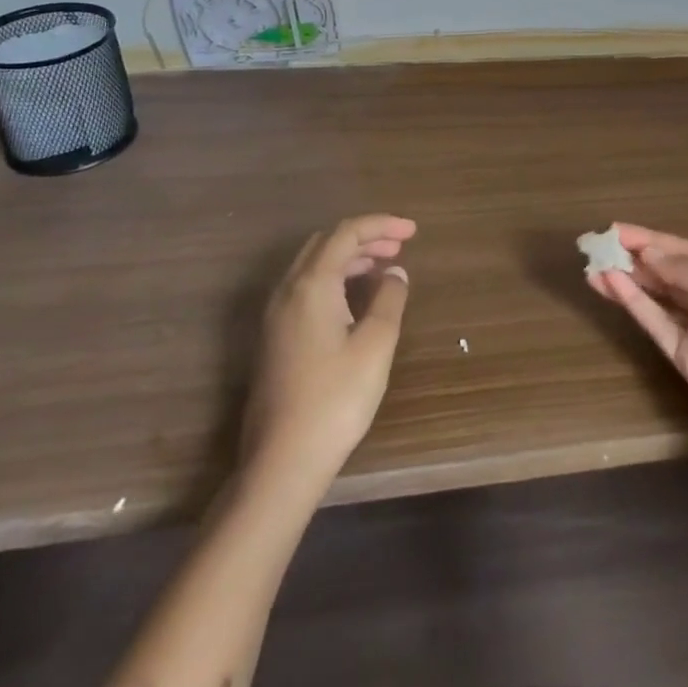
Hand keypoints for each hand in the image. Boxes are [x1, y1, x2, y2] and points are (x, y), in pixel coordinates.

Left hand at [243, 214, 416, 490]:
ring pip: (314, 266)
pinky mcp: (275, 338)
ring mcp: (276, 316)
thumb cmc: (335, 399)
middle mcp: (288, 291)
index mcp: (312, 285)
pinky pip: (306, 288)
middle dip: (365, 238)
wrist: (281, 462)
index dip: (381, 225)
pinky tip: (357, 299)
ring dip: (350, 258)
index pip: (347, 233)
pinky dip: (335, 279)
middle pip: (326, 244)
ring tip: (385, 269)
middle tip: (400, 247)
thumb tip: (395, 273)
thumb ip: (389, 299)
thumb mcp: (376, 345)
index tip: (413, 231)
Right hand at [588, 224, 687, 462]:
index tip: (616, 229)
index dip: (651, 239)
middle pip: (665, 272)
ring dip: (626, 280)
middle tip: (597, 245)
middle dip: (633, 257)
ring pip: (655, 297)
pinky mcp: (683, 357)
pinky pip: (655, 324)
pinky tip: (610, 285)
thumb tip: (649, 253)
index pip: (683, 251)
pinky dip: (633, 304)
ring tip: (593, 265)